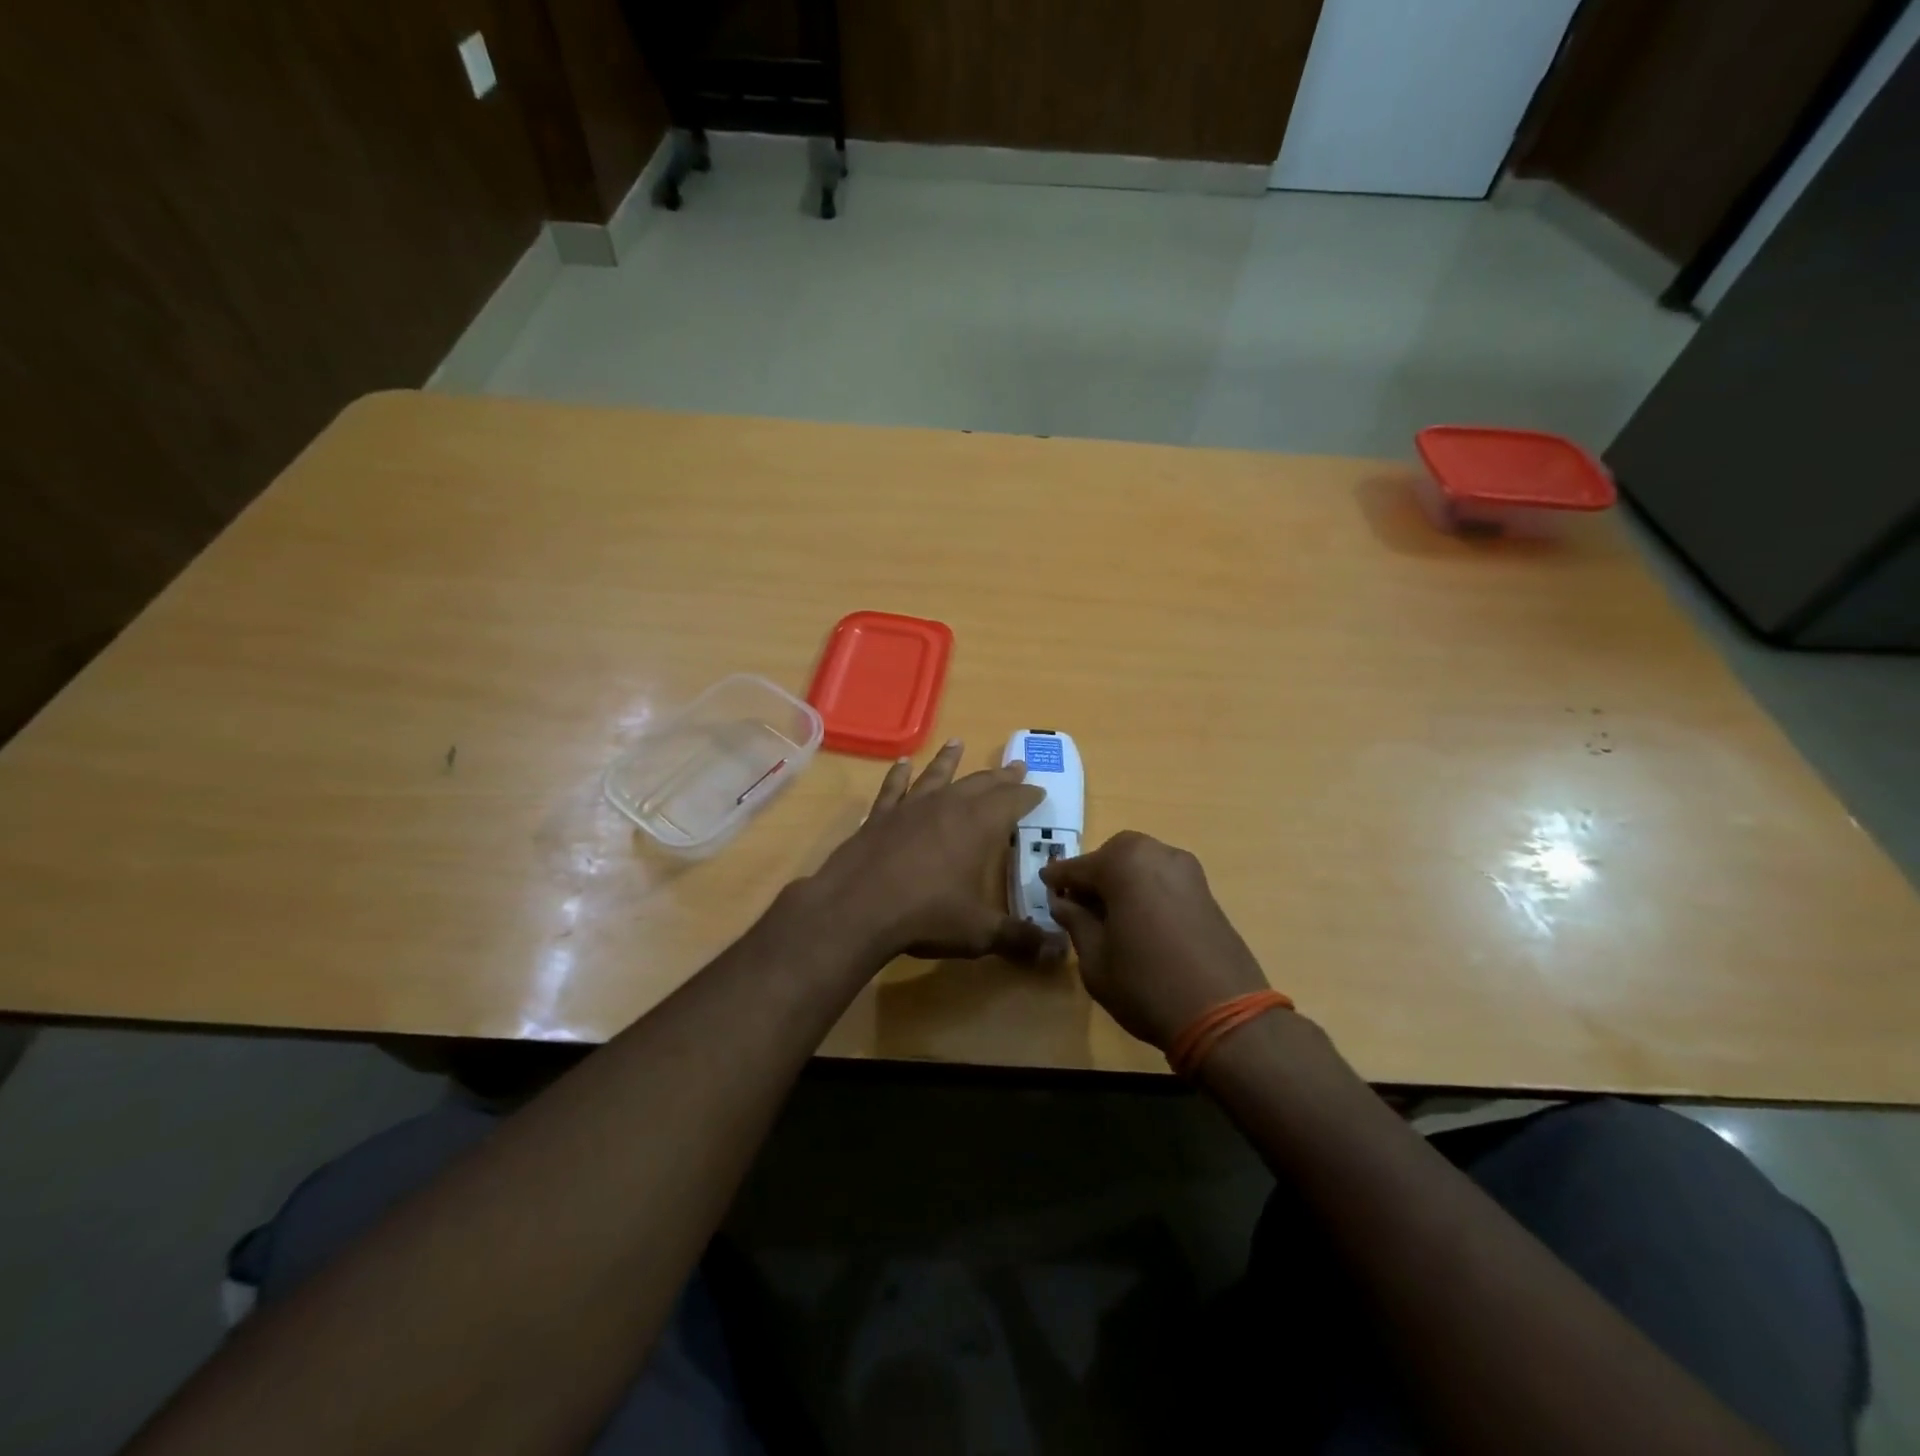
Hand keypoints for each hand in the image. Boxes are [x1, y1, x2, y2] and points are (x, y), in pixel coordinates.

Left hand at [805, 740, 1066, 966]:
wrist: (857, 908)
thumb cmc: (926, 915)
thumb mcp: (980, 932)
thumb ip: (1019, 938)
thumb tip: (1057, 951)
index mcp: (979, 826)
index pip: (1012, 802)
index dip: (1028, 796)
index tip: (1039, 790)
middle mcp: (947, 806)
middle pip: (980, 783)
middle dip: (1001, 776)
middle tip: (1016, 766)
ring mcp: (910, 807)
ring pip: (936, 775)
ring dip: (950, 760)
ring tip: (958, 743)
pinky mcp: (879, 816)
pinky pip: (893, 788)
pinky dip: (899, 775)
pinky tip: (902, 764)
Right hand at [1041, 831, 1271, 1050]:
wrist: (1225, 1015)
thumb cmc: (1146, 985)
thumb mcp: (1095, 960)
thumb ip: (1076, 923)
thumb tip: (1062, 903)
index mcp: (1123, 864)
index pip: (1079, 866)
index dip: (1058, 879)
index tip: (1044, 886)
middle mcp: (1157, 854)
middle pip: (1114, 855)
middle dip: (1095, 873)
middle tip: (1079, 903)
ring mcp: (1187, 871)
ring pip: (1142, 863)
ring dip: (1122, 879)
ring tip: (1109, 913)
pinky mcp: (1206, 891)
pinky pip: (1164, 878)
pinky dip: (1146, 888)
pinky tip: (1139, 918)